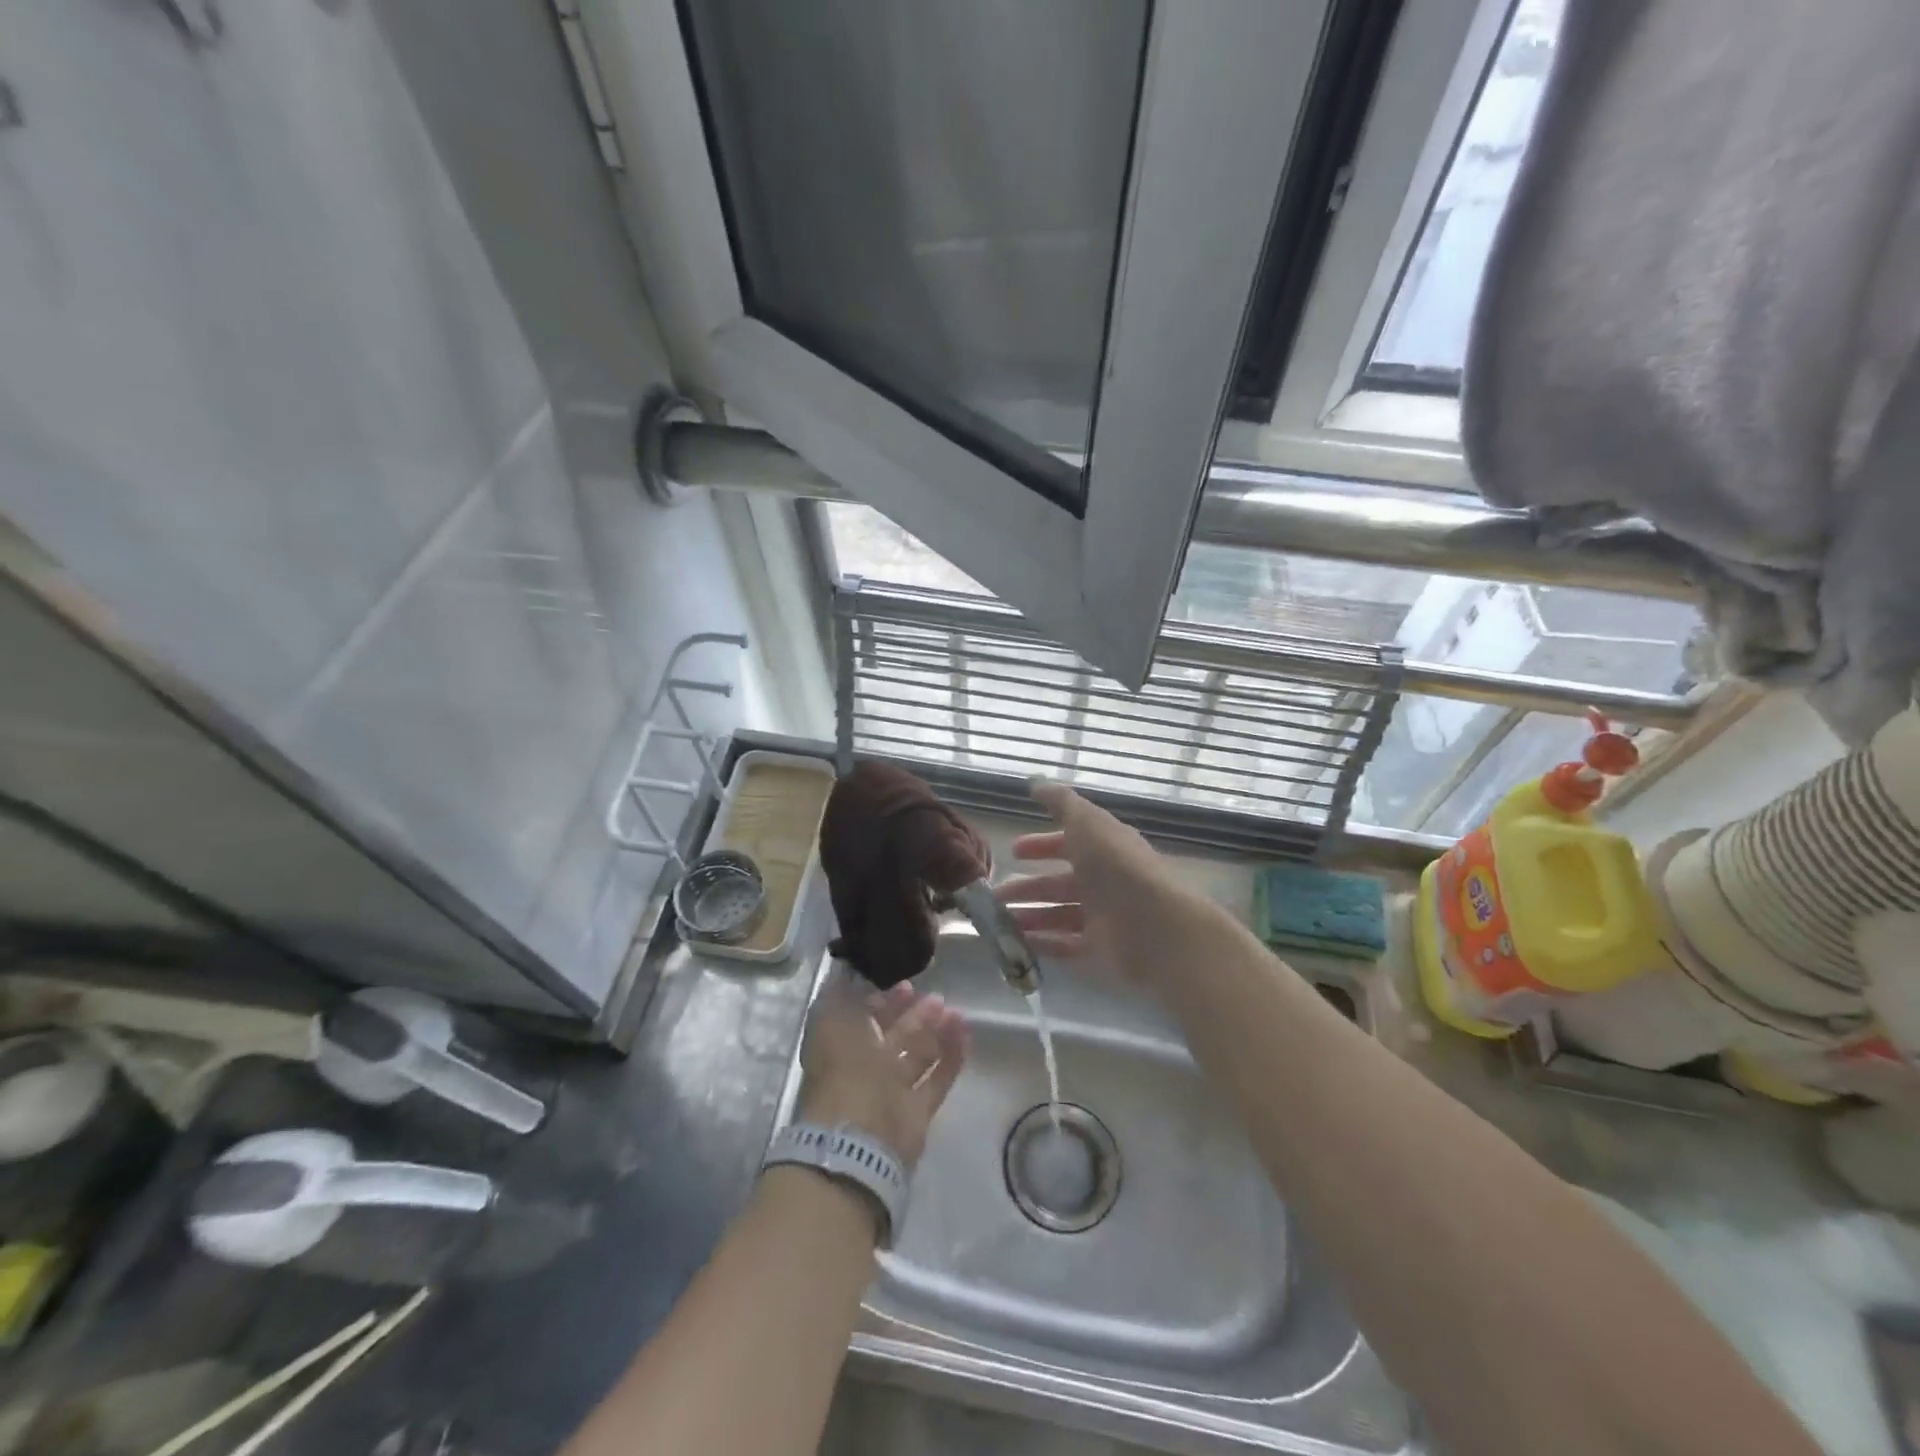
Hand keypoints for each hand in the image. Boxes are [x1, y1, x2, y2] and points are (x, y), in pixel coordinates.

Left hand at [796, 979, 968, 1167]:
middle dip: (915, 1015)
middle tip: (937, 998)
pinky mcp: (917, 1113)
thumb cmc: (843, 1069)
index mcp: (841, 1048)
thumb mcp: (831, 1021)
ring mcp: (893, 1093)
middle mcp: (866, 1070)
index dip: (884, 1002)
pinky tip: (966, 1034)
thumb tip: (848, 974)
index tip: (906, 985)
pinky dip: (952, 1057)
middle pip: (895, 1037)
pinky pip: (938, 1079)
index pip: (865, 1019)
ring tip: (957, 1013)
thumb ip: (841, 996)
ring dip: (937, 1032)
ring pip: (919, 1056)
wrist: (858, 1135)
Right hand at [994, 781, 1182, 983]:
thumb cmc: (1116, 866)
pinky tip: (1016, 942)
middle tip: (997, 894)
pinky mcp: (1100, 949)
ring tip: (998, 921)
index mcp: (1104, 848)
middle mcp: (1104, 881)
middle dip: (1028, 886)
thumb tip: (1036, 783)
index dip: (1042, 844)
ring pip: (1058, 914)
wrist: (1154, 924)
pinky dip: (1042, 942)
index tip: (1013, 851)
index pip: (1070, 843)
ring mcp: (1103, 916)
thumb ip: (1061, 802)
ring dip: (1029, 915)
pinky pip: (1065, 945)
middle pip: (1060, 883)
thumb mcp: (1086, 821)